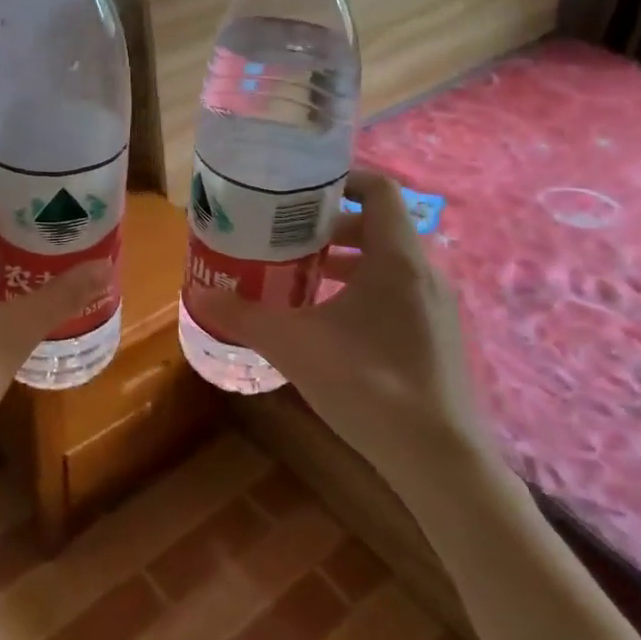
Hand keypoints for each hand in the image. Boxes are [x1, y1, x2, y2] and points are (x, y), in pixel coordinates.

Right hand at [189, 170, 489, 485]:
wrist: (439, 461)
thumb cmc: (368, 385)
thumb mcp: (294, 346)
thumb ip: (245, 317)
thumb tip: (201, 296)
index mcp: (397, 258)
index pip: (377, 188)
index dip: (340, 179)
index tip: (299, 191)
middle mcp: (424, 272)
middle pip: (377, 225)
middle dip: (329, 226)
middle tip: (286, 236)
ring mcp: (437, 306)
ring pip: (388, 262)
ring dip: (345, 260)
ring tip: (299, 276)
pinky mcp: (438, 336)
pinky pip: (398, 292)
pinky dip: (363, 290)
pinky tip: (330, 322)